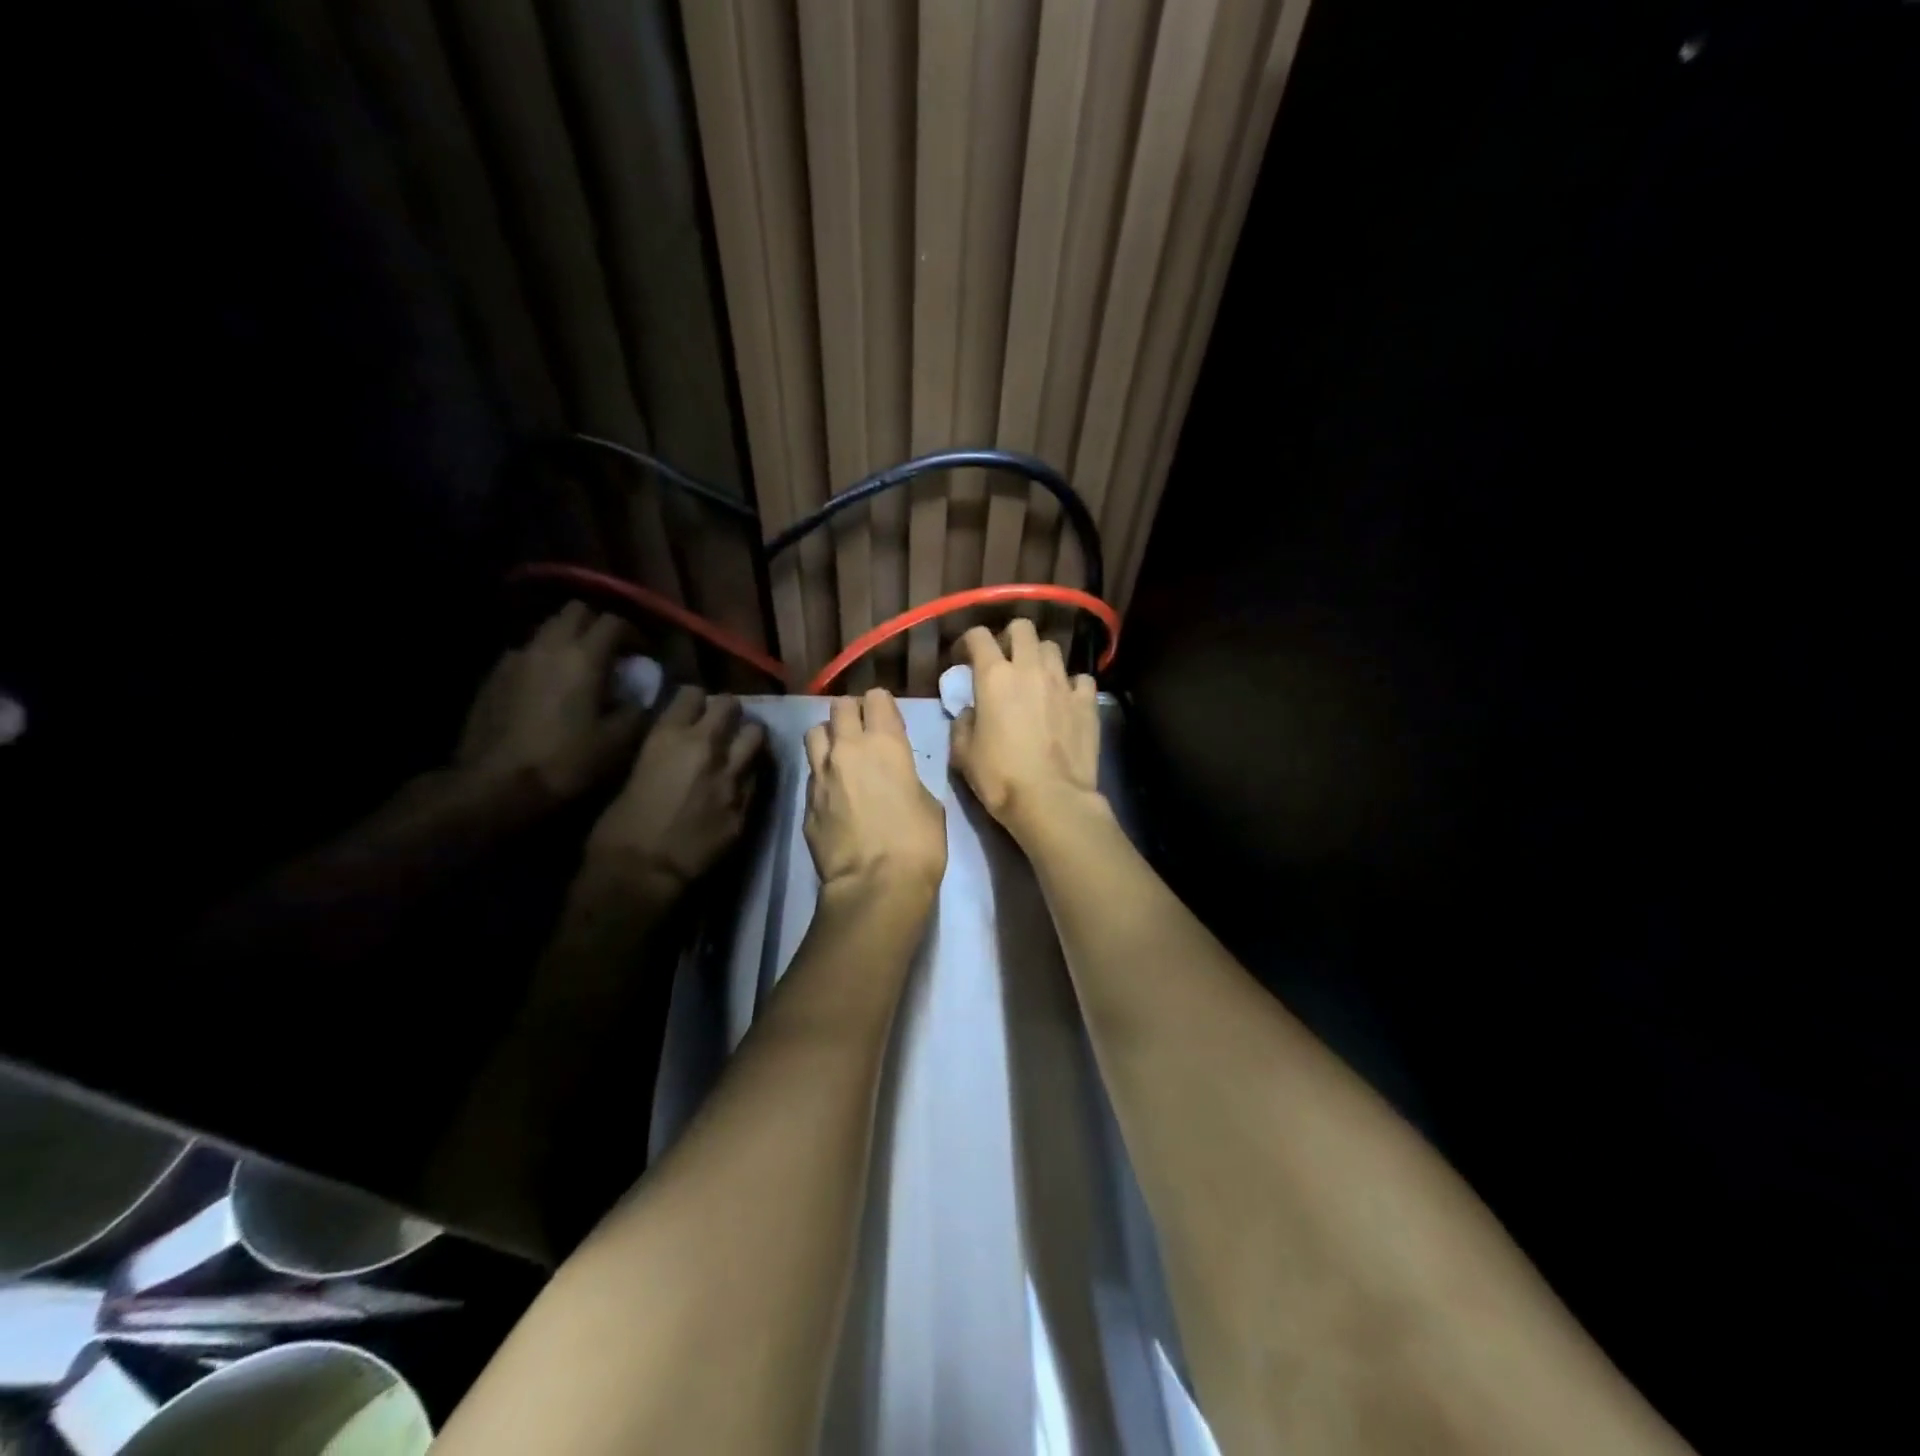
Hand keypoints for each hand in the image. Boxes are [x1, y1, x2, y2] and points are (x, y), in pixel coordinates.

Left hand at [456, 602, 641, 804]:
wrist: (495, 786)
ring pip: (548, 628)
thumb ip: (639, 708)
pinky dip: (544, 658)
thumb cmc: (566, 761)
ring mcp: (516, 657)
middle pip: (576, 611)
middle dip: (598, 624)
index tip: (645, 655)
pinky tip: (550, 687)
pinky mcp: (494, 675)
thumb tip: (646, 692)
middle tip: (613, 653)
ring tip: (582, 669)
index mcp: (583, 657)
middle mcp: (548, 645)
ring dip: (570, 639)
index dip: (635, 633)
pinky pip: (527, 651)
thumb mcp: (619, 741)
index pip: (615, 621)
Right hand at [585, 687, 765, 893]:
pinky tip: (741, 783)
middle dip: (727, 712)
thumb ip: (660, 752)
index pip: (693, 693)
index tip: (693, 708)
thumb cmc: (616, 828)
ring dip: (747, 738)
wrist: (641, 875)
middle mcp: (707, 747)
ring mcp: (732, 776)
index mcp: (669, 736)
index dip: (694, 700)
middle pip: (732, 706)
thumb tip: (673, 746)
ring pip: (756, 735)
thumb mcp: (632, 773)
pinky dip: (750, 774)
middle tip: (721, 724)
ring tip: (739, 747)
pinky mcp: (747, 804)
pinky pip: (757, 776)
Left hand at [804, 690, 946, 905]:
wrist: (874, 885)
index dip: (883, 707)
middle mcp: (848, 749)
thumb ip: (908, 778)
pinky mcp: (806, 802)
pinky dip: (821, 775)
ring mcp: (821, 774)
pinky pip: (811, 773)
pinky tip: (834, 795)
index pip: (877, 698)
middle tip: (863, 734)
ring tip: (840, 756)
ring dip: (828, 737)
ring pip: (815, 733)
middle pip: (840, 707)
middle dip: (852, 714)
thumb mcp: (929, 803)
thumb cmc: (917, 843)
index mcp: (886, 743)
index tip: (889, 722)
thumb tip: (897, 780)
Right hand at [951, 620, 1103, 839]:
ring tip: (1035, 680)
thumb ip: (962, 725)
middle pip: (1022, 628)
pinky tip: (1065, 700)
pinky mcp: (1087, 702)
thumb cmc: (1000, 778)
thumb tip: (971, 713)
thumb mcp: (963, 755)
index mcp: (994, 677)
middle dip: (1010, 638)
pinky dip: (1071, 685)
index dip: (968, 642)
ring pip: (1052, 648)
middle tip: (1004, 661)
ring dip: (1040, 658)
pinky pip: (1081, 679)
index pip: (978, 636)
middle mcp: (1030, 669)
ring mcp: (1063, 683)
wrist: (1051, 801)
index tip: (963, 659)